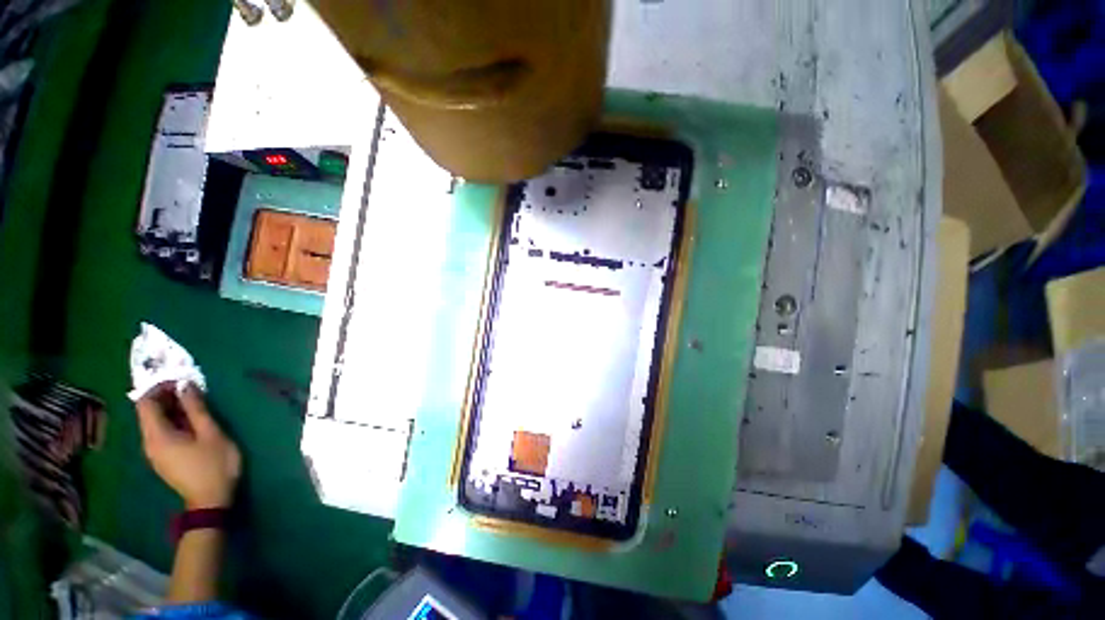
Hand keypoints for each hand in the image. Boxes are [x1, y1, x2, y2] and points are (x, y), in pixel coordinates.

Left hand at [136, 383, 241, 508]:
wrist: (211, 500)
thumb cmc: (213, 464)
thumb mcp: (211, 433)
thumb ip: (197, 409)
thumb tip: (185, 385)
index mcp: (157, 435)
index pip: (146, 403)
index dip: (159, 387)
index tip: (180, 379)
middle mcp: (149, 442)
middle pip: (148, 412)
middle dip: (167, 396)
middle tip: (191, 387)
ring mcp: (155, 452)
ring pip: (156, 422)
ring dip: (172, 408)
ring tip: (195, 401)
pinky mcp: (164, 458)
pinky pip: (162, 432)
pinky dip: (174, 420)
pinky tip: (192, 420)